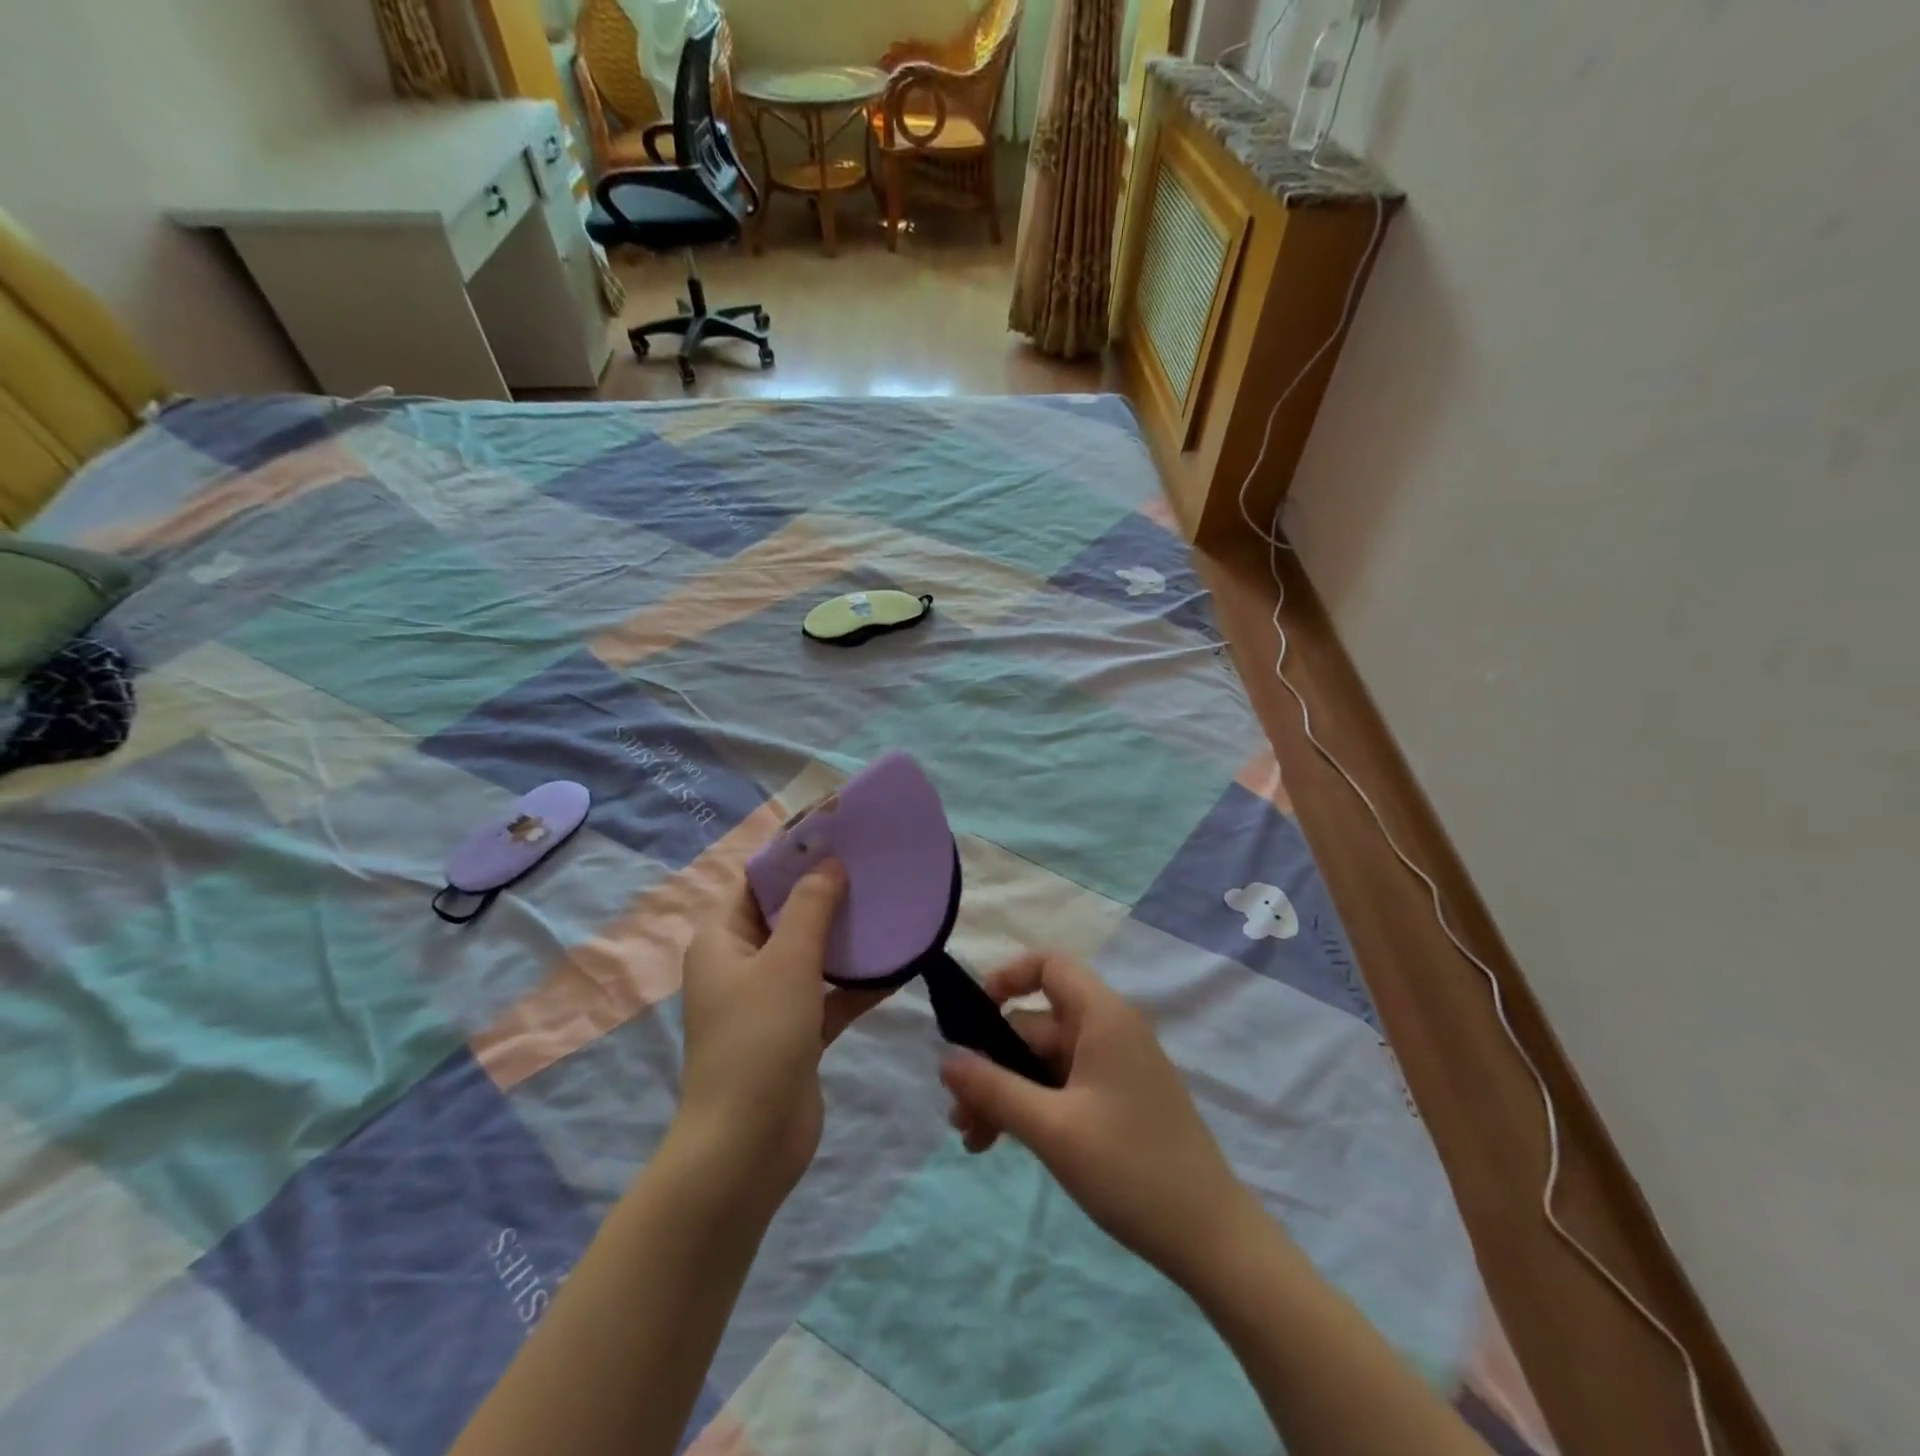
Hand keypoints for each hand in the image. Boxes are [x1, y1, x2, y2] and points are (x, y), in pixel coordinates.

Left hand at [677, 863, 889, 1207]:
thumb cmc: (758, 1039)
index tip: (837, 833)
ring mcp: (769, 1001)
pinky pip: (830, 995)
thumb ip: (810, 907)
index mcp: (722, 940)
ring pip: (812, 954)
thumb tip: (829, 863)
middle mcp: (741, 964)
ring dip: (846, 937)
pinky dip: (858, 982)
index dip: (793, 854)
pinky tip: (899, 966)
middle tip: (872, 865)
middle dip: (826, 891)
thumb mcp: (786, 961)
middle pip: (786, 914)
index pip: (756, 881)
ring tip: (889, 905)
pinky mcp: (796, 1033)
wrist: (747, 1148)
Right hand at [939, 952, 1259, 1289]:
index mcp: (1103, 1017)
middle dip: (993, 1064)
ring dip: (1007, 1093)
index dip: (1008, 978)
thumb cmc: (1131, 1169)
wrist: (1212, 1240)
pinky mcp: (1118, 1103)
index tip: (972, 1017)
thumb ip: (994, 1089)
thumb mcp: (1052, 1129)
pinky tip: (1003, 1144)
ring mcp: (1115, 1069)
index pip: (1050, 966)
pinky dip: (1032, 1108)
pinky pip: (1063, 1088)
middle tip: (958, 1114)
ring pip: (1045, 1063)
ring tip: (973, 1140)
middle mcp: (1110, 1032)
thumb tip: (945, 1059)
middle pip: (1037, 1026)